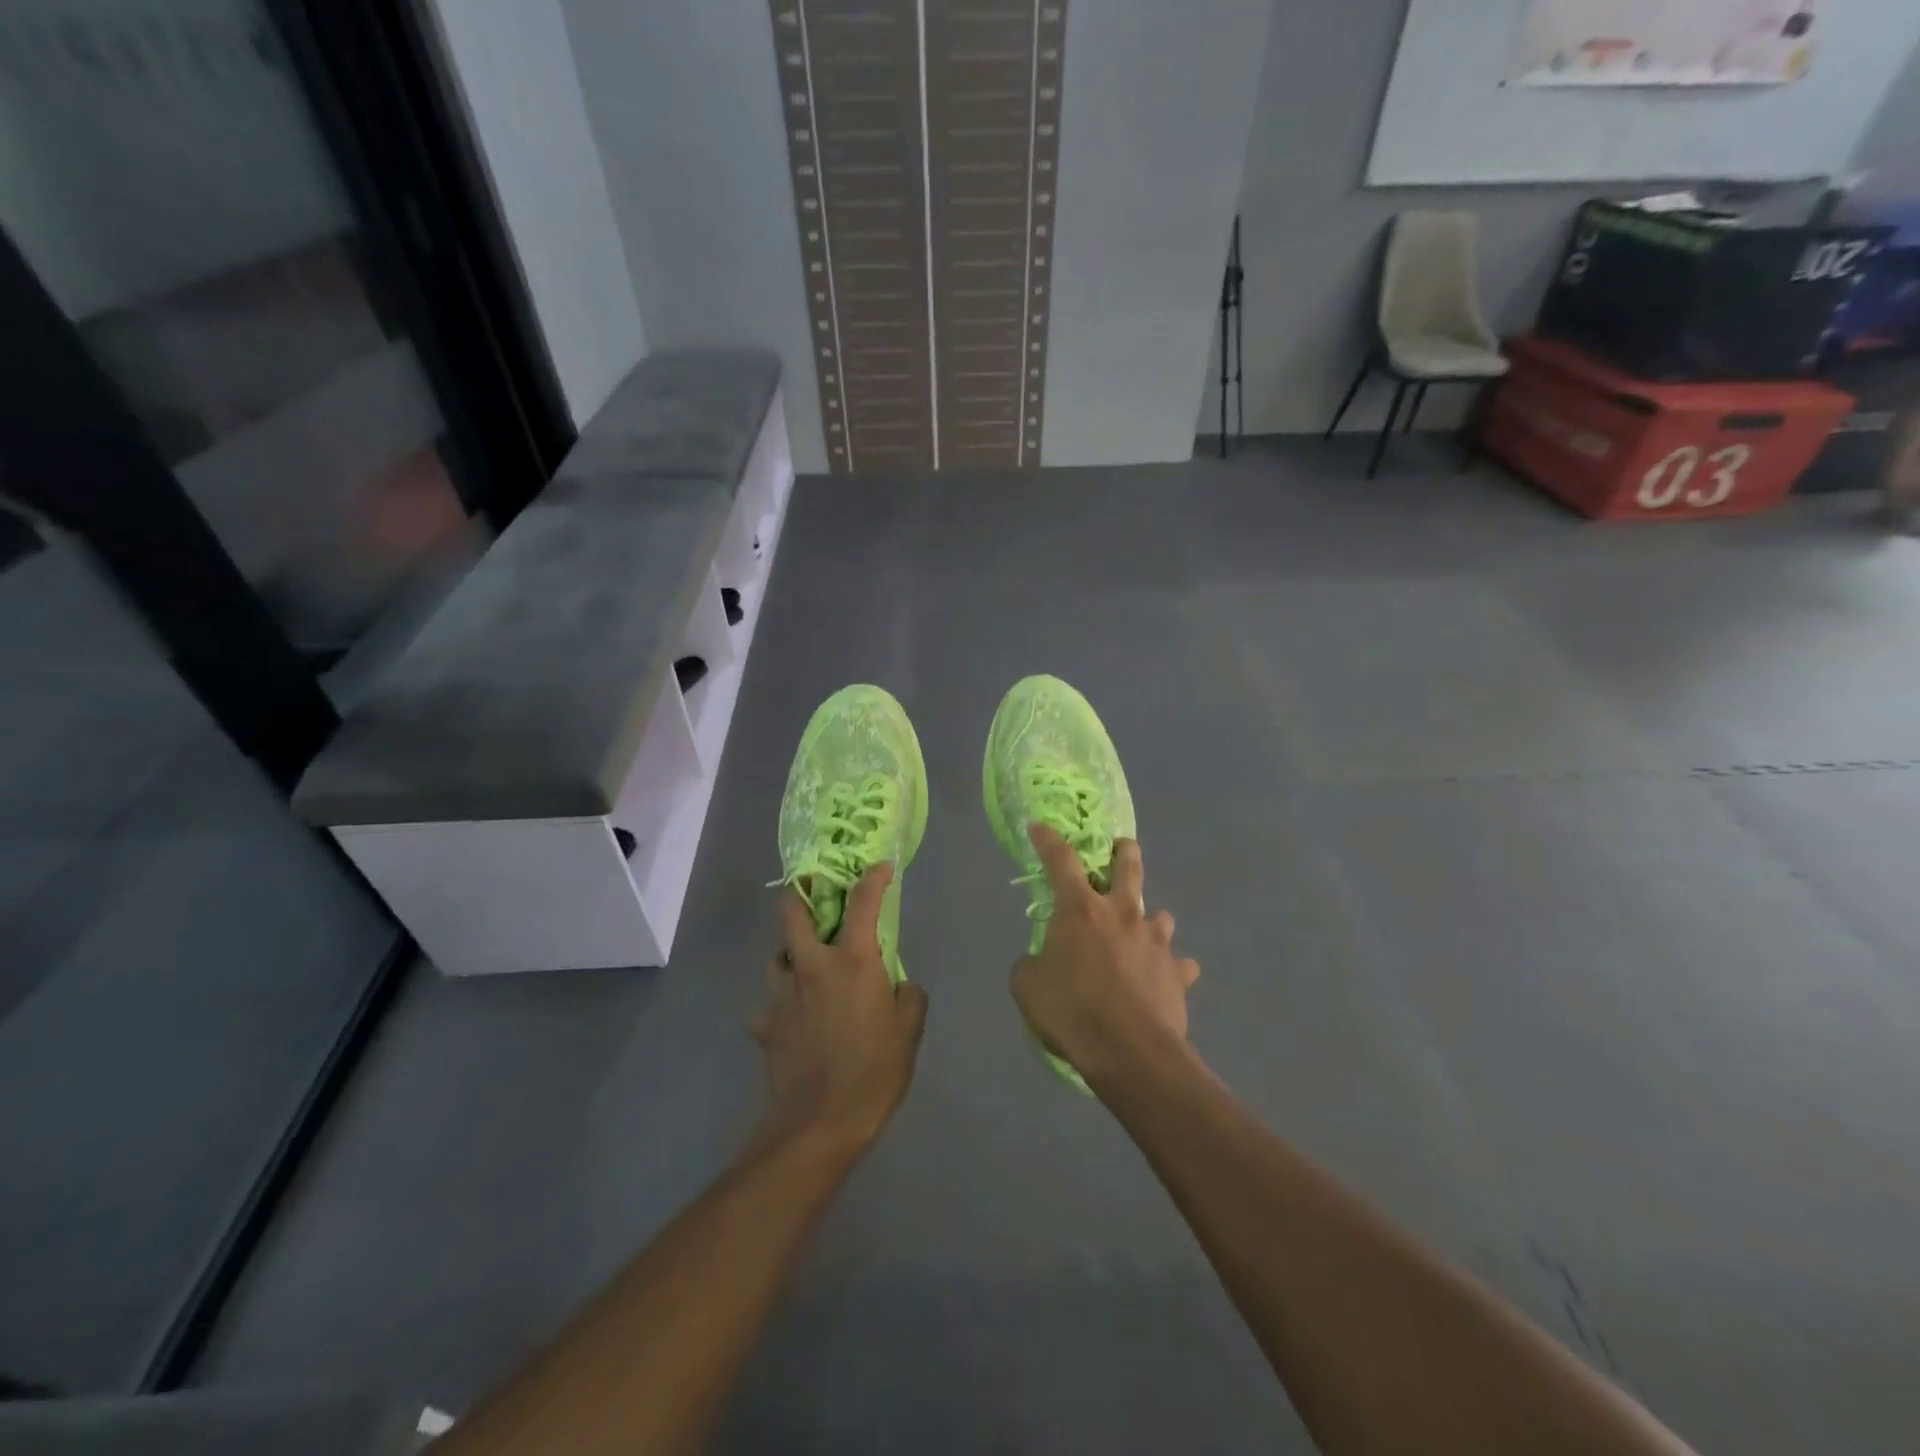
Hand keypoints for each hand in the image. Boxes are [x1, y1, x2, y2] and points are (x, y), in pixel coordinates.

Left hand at [753, 865, 928, 1159]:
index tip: (881, 865)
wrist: (819, 1123)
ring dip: (788, 953)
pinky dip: (779, 1006)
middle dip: (800, 895)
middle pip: (792, 914)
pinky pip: (768, 1006)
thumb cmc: (874, 1070)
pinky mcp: (766, 1026)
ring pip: (775, 957)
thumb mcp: (909, 1030)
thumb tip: (898, 984)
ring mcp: (782, 996)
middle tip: (811, 893)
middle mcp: (811, 966)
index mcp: (852, 961)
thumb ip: (908, 996)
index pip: (863, 902)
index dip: (874, 878)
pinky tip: (791, 1019)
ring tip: (803, 965)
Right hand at [1011, 825, 1200, 1082]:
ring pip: (1160, 915)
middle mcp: (1122, 913)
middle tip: (1123, 847)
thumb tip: (1039, 962)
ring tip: (1142, 933)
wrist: (1129, 1052)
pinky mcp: (1178, 972)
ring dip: (1150, 920)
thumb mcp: (1027, 987)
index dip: (1048, 839)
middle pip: (1128, 867)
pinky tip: (1164, 980)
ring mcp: (1155, 941)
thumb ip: (1032, 964)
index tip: (1038, 826)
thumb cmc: (1071, 1011)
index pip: (1060, 860)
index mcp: (1080, 909)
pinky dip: (1171, 968)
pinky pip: (1179, 964)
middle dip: (1125, 852)